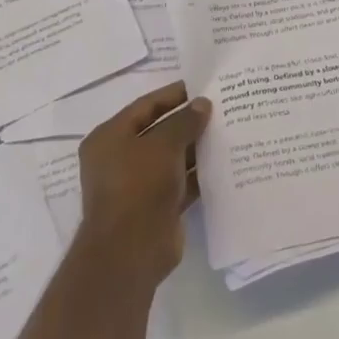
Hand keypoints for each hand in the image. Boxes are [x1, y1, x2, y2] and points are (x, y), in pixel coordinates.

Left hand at [75, 82, 211, 290]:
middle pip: (159, 132)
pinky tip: (226, 162)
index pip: (145, 106)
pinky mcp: (157, 207)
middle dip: (188, 121)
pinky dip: (200, 173)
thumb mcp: (163, 144)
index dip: (173, 95)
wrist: (130, 251)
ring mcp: (138, 185)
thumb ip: (184, 121)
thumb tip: (202, 104)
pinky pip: (182, 182)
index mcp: (109, 138)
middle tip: (221, 108)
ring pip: (173, 158)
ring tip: (229, 131)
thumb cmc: (138, 186)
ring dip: (197, 147)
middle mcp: (120, 159)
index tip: (202, 86)